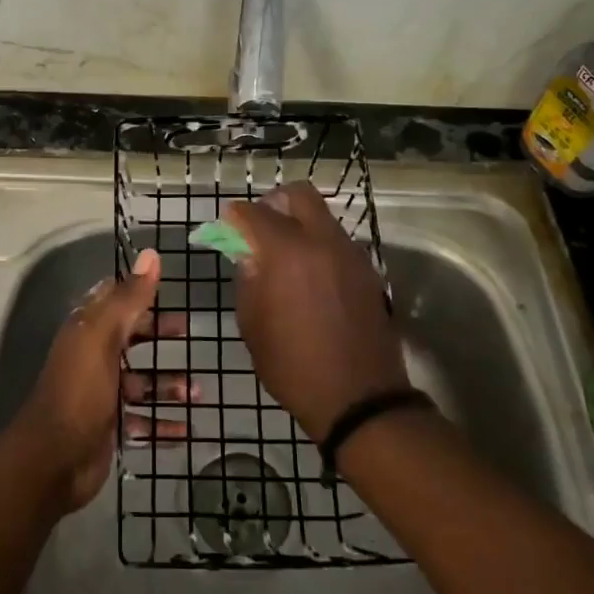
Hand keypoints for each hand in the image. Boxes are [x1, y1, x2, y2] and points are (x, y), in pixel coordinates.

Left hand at [5, 249, 195, 512]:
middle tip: (190, 333)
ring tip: (197, 393)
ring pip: (141, 381)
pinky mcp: (110, 426)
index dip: (139, 290)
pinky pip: (143, 420)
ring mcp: (102, 393)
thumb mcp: (104, 337)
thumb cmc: (80, 390)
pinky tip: (187, 429)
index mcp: (88, 329)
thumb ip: (129, 298)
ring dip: (169, 384)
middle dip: (160, 334)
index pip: (115, 299)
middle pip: (131, 337)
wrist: (53, 460)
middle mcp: (93, 356)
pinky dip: (163, 423)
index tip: (170, 288)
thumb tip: (151, 254)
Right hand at [225, 182, 408, 440]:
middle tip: (260, 227)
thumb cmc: (294, 366)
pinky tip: (310, 275)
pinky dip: (319, 244)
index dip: (234, 216)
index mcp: (286, 252)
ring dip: (299, 223)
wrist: (360, 399)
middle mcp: (321, 241)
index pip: (253, 213)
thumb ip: (248, 281)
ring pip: (322, 216)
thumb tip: (249, 256)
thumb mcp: (252, 326)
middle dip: (273, 203)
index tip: (226, 224)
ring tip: (286, 255)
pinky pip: (337, 240)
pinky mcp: (367, 270)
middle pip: (298, 194)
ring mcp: (350, 253)